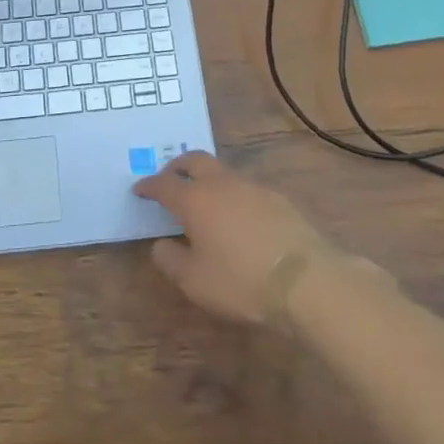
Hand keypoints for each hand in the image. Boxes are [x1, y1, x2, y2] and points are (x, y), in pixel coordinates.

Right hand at [134, 151, 352, 325]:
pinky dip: (232, 194)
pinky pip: (245, 187)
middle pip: (194, 161)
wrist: (305, 280)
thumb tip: (160, 244)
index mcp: (195, 199)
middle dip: (178, 166)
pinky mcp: (276, 198)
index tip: (139, 189)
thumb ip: (171, 261)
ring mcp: (251, 187)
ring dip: (207, 178)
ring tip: (204, 198)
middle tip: (170, 178)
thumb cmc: (241, 281)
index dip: (149, 185)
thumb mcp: (195, 282)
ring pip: (221, 171)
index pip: (164, 184)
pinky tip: (239, 216)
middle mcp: (220, 184)